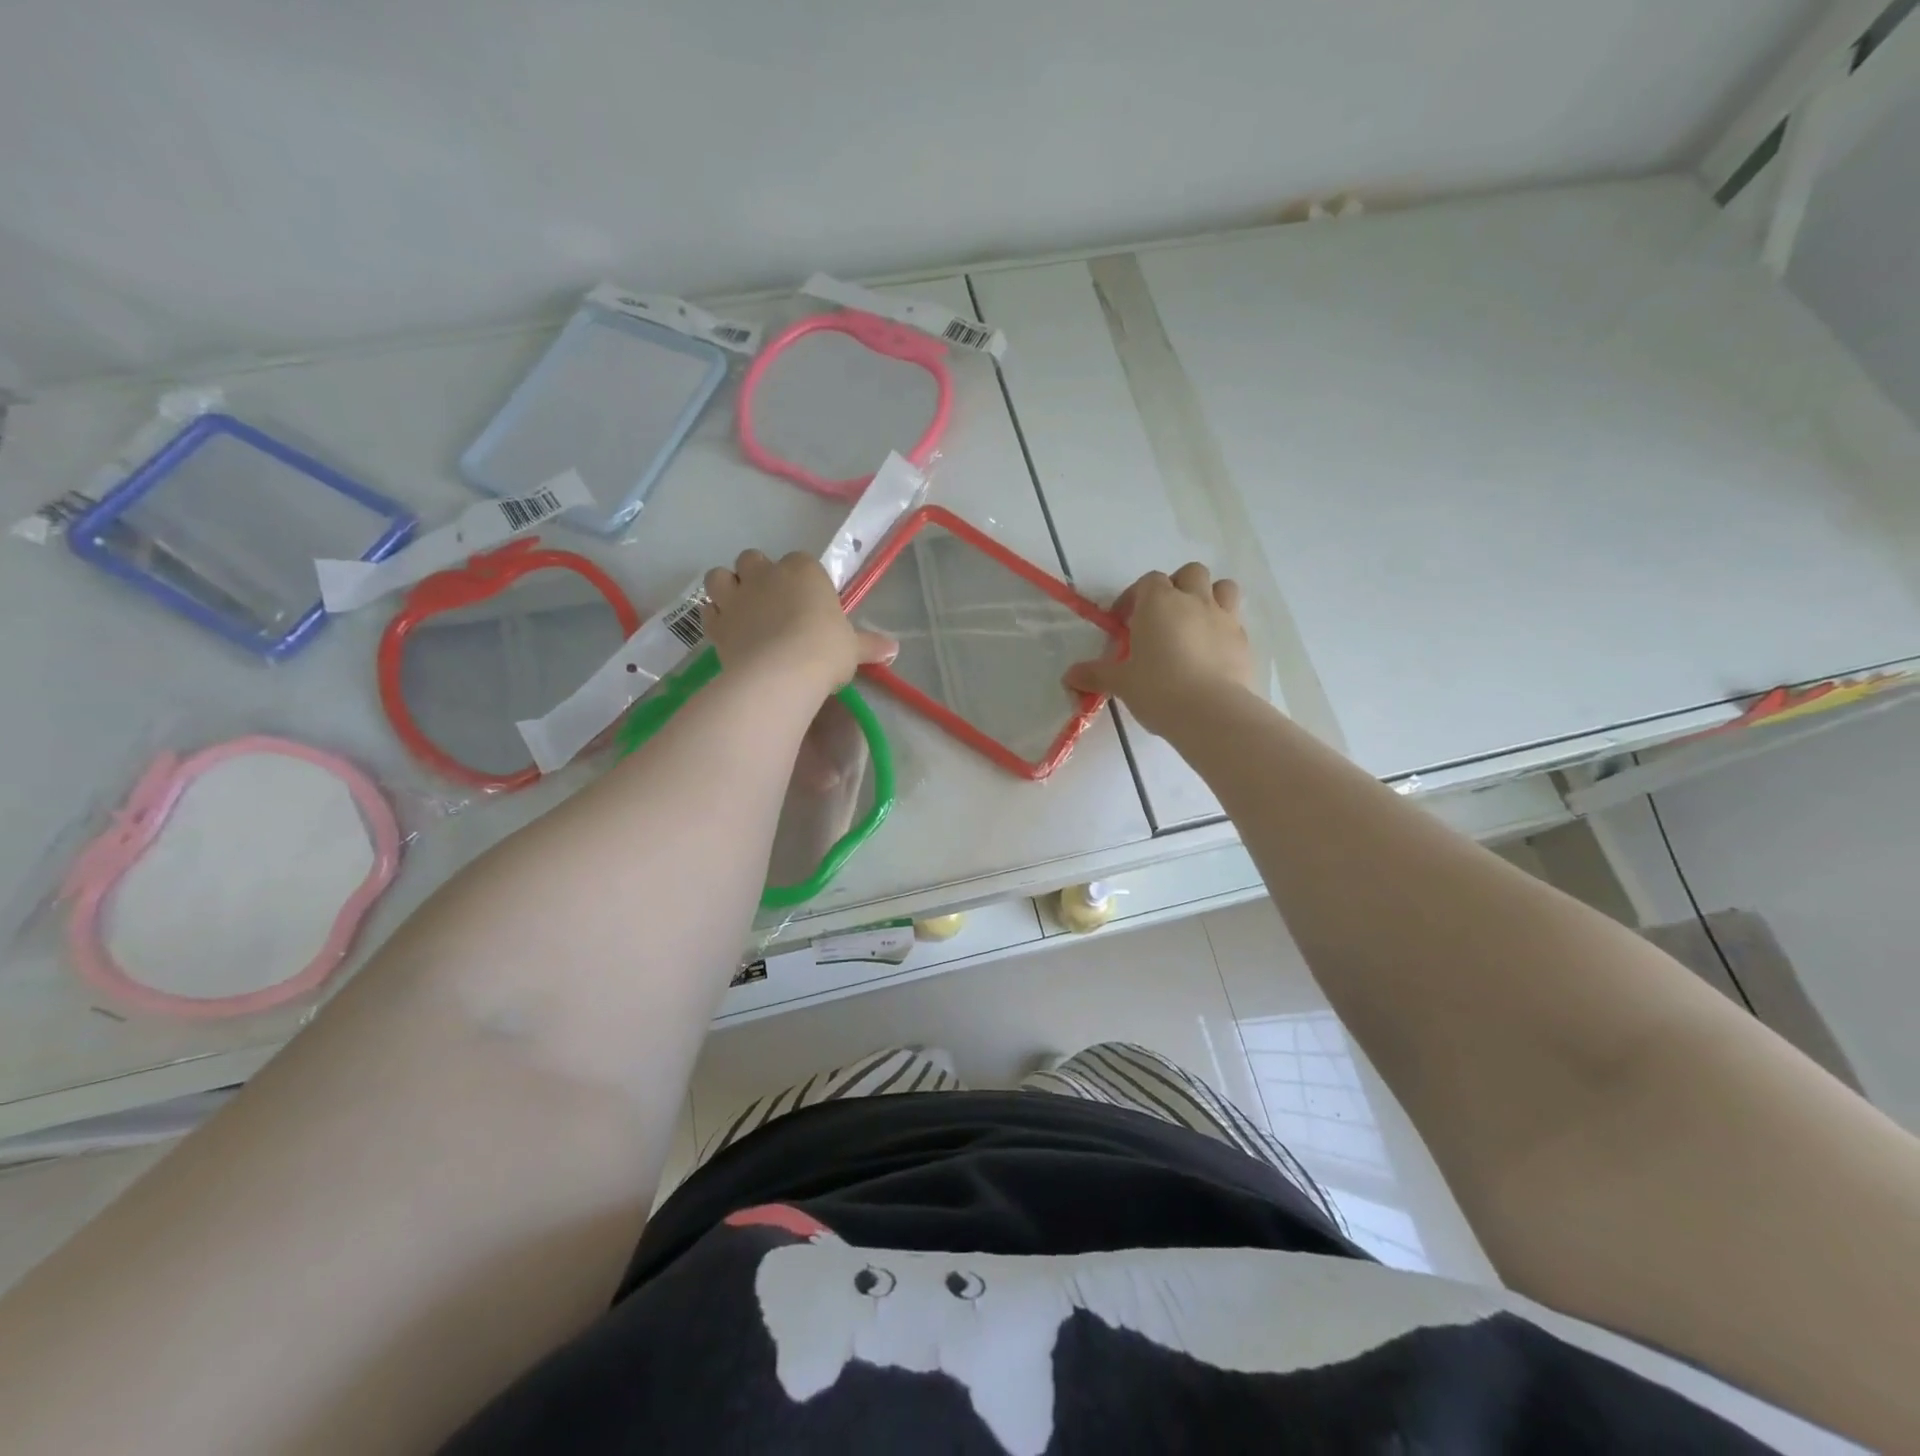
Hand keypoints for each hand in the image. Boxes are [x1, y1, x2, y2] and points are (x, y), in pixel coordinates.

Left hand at [701, 551, 893, 697]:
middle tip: (770, 602)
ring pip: (719, 576)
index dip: (802, 580)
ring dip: (726, 587)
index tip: (808, 602)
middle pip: (753, 559)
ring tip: (740, 609)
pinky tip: (727, 631)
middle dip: (757, 575)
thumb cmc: (825, 650)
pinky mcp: (717, 623)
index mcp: (804, 570)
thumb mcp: (853, 648)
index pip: (800, 561)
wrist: (782, 672)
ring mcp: (737, 596)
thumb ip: (870, 645)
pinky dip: (714, 617)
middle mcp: (766, 574)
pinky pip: (707, 611)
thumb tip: (894, 648)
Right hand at [1065, 563, 1252, 736]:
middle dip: (1177, 587)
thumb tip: (1069, 676)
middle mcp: (1194, 601)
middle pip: (1190, 573)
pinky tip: (1210, 654)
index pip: (1148, 581)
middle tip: (1162, 616)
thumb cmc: (1158, 689)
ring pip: (1223, 587)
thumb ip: (1096, 675)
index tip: (1124, 621)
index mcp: (1159, 603)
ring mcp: (1224, 618)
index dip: (1135, 597)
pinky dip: (1223, 630)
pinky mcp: (1244, 642)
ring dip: (1209, 597)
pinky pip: (1235, 623)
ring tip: (1194, 624)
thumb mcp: (1122, 683)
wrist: (1212, 712)